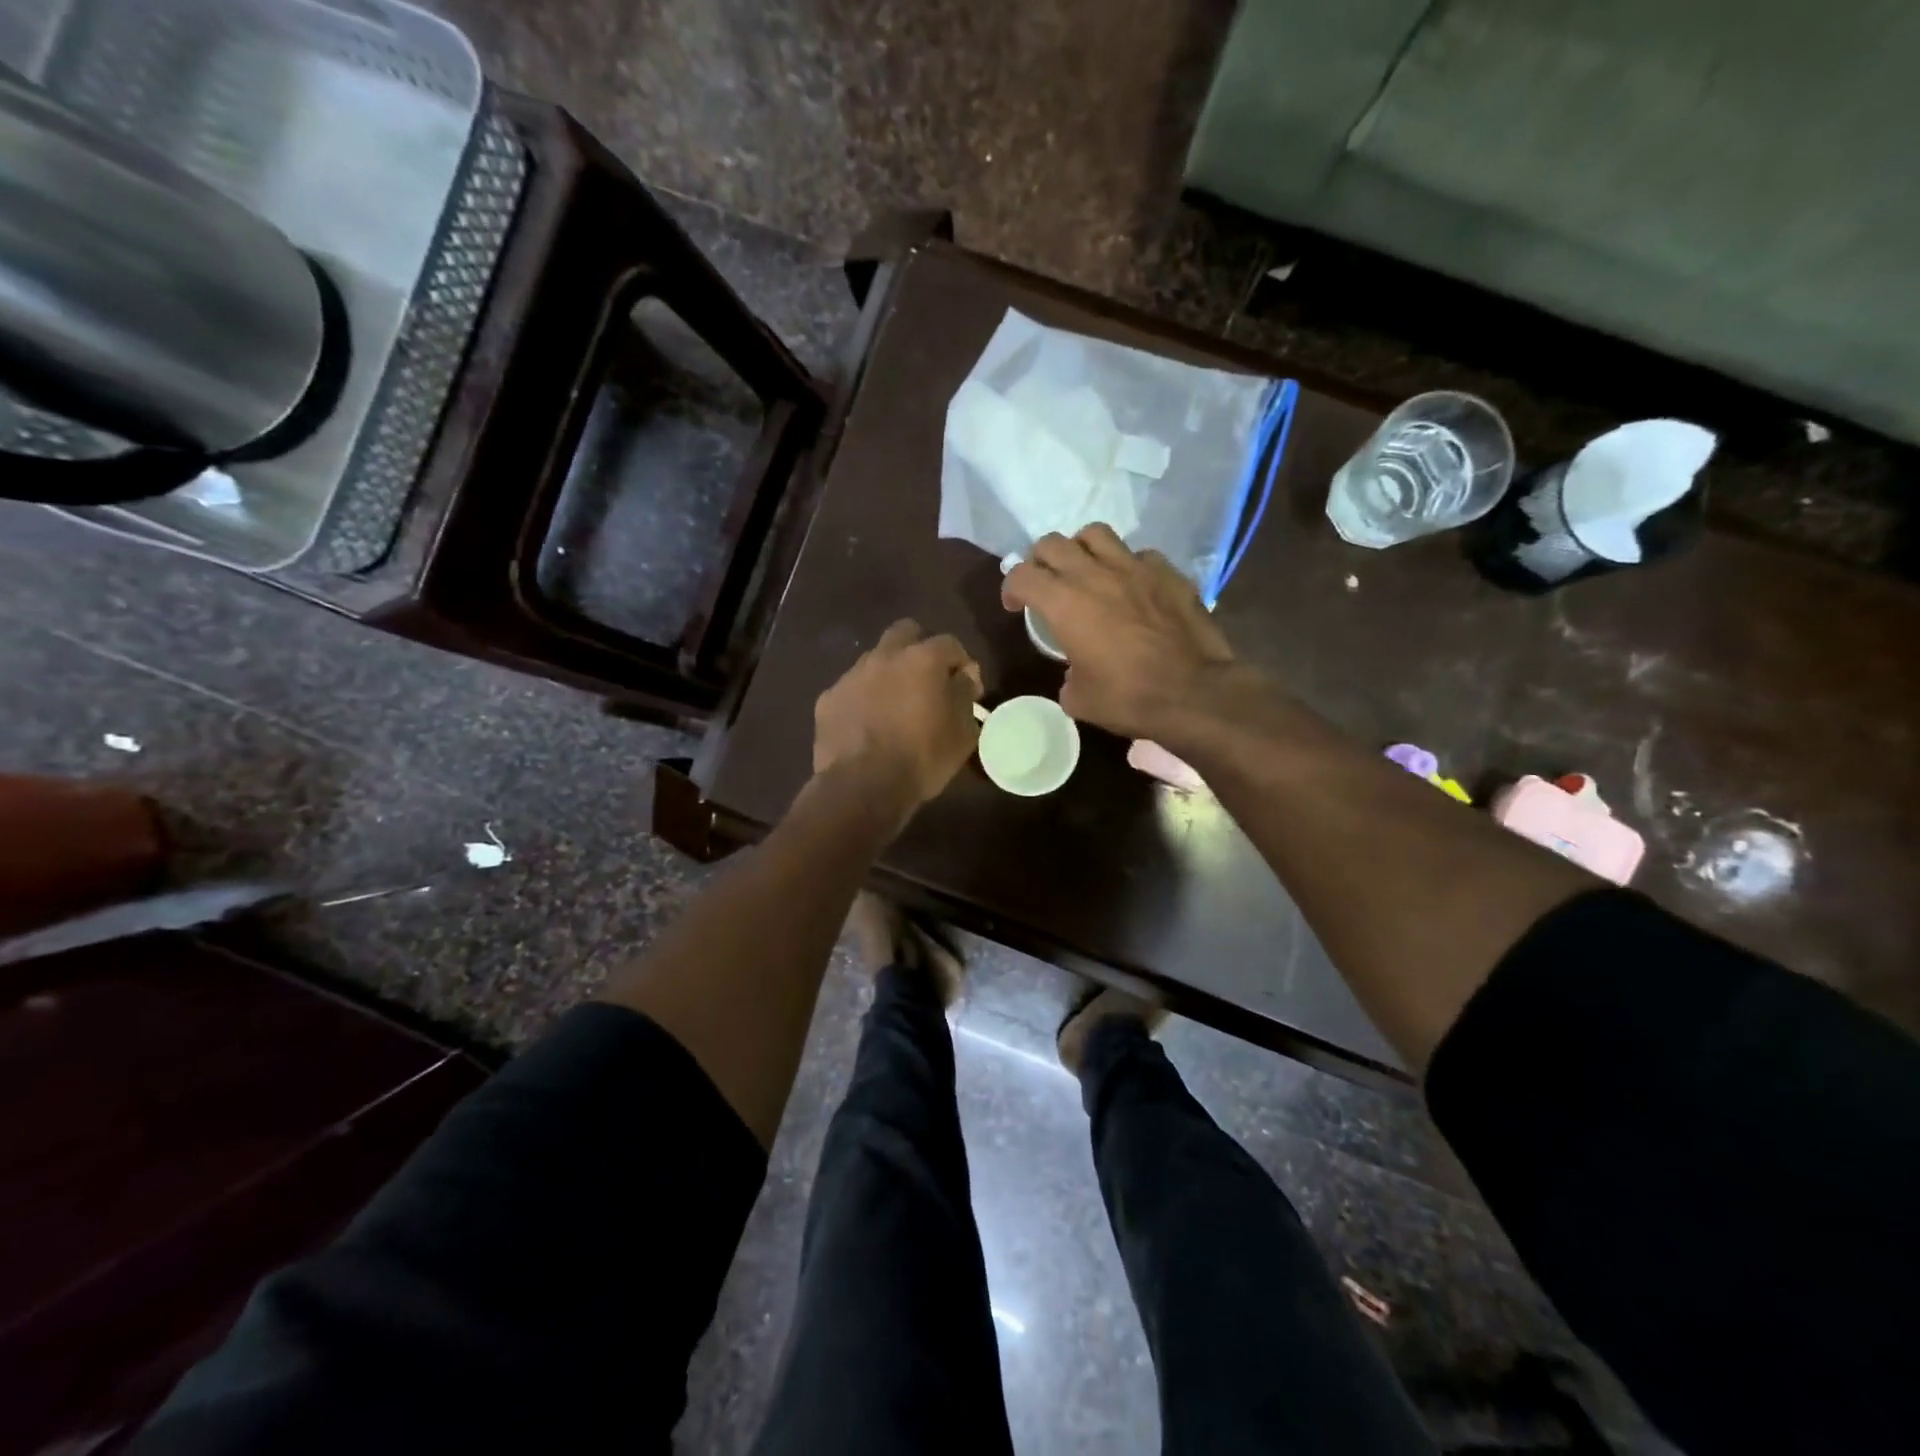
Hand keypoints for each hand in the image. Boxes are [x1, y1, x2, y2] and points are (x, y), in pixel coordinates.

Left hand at [814, 619, 983, 812]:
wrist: (862, 788)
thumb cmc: (922, 759)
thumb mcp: (962, 732)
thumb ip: (965, 695)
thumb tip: (964, 676)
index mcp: (922, 659)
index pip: (950, 644)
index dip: (962, 663)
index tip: (966, 687)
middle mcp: (885, 656)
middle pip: (906, 632)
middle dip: (920, 648)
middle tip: (928, 680)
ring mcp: (852, 675)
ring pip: (875, 659)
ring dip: (889, 672)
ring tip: (895, 704)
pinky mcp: (828, 698)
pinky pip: (852, 688)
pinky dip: (864, 698)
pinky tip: (868, 723)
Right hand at [1001, 525, 1235, 739]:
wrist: (1194, 693)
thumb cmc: (1128, 698)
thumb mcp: (1079, 700)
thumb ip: (1068, 677)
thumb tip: (1076, 673)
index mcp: (1063, 603)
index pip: (1021, 575)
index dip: (1011, 588)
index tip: (1016, 607)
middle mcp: (1094, 574)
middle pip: (1052, 543)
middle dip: (1040, 561)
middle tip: (1046, 584)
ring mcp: (1134, 567)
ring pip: (1095, 533)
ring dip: (1082, 549)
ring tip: (1086, 570)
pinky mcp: (1168, 572)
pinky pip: (1139, 554)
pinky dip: (1128, 565)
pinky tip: (1132, 586)